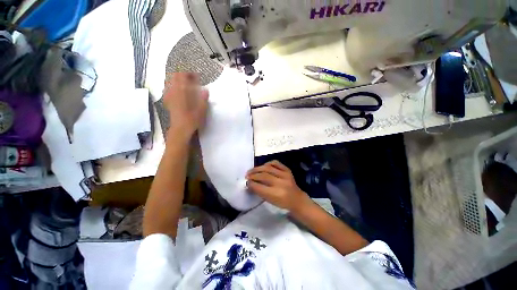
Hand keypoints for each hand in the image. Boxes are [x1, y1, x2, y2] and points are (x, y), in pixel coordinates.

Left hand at [163, 73, 208, 138]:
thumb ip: (203, 99)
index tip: (196, 76)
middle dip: (182, 75)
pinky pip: (168, 90)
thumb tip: (206, 90)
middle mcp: (173, 92)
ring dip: (177, 80)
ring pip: (170, 82)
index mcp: (181, 92)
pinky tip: (177, 91)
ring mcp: (169, 96)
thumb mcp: (201, 110)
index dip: (189, 73)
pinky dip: (173, 87)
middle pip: (174, 77)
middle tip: (191, 79)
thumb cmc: (191, 120)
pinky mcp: (168, 101)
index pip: (182, 76)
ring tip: (185, 83)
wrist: (180, 130)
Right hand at [246, 160, 309, 211]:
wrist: (297, 199)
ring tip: (252, 171)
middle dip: (253, 175)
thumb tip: (249, 184)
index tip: (246, 182)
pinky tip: (263, 166)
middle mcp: (281, 183)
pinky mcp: (287, 170)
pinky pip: (276, 163)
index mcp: (276, 194)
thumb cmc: (282, 202)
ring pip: (268, 168)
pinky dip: (268, 163)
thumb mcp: (270, 201)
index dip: (251, 184)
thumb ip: (260, 192)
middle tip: (247, 176)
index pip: (259, 187)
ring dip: (257, 168)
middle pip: (263, 176)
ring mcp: (285, 175)